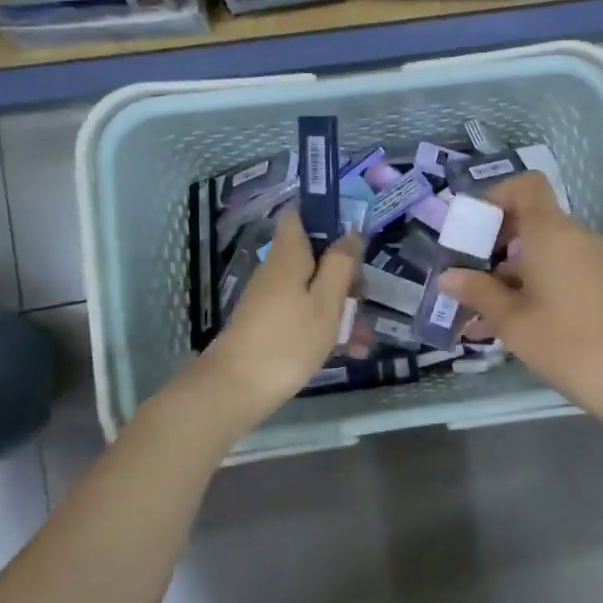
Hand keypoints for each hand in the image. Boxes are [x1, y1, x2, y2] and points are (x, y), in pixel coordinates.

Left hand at [200, 211, 361, 425]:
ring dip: (342, 308)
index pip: (300, 215)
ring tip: (364, 340)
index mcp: (290, 255)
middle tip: (365, 297)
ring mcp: (273, 298)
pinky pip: (305, 314)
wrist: (237, 388)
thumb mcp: (326, 301)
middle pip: (316, 256)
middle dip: (345, 274)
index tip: (353, 234)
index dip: (326, 216)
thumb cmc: (288, 339)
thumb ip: (341, 264)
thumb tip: (350, 233)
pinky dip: (327, 326)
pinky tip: (349, 351)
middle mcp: (279, 270)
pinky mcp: (272, 324)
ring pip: (315, 289)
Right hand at [440, 172, 602, 434]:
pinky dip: (530, 289)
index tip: (470, 232)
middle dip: (491, 247)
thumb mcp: (515, 322)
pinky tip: (505, 329)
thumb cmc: (572, 343)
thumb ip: (479, 293)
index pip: (525, 185)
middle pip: (527, 222)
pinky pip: (557, 274)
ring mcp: (591, 262)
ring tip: (475, 316)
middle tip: (463, 280)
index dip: (495, 198)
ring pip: (539, 254)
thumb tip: (450, 276)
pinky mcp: (601, 286)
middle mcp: (573, 237)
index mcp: (551, 232)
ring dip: (506, 276)